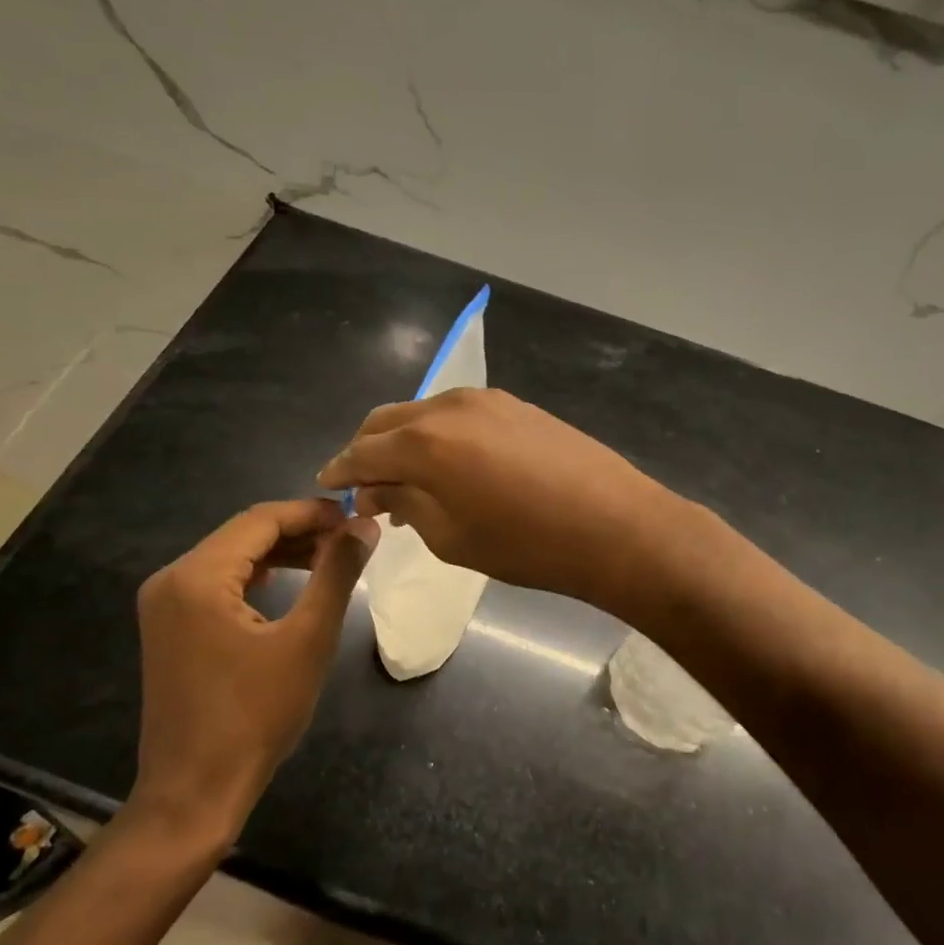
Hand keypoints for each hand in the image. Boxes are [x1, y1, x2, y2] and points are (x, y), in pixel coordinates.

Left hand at [126, 499, 377, 832]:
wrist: (195, 793)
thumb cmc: (255, 717)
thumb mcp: (308, 639)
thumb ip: (337, 573)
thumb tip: (365, 525)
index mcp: (197, 576)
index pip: (261, 520)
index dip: (312, 512)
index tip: (357, 514)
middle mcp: (171, 579)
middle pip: (244, 534)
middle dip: (299, 530)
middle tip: (351, 537)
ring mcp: (165, 604)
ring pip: (232, 557)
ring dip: (281, 552)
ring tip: (331, 556)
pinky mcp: (170, 627)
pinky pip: (218, 583)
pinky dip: (257, 576)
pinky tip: (291, 580)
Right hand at [317, 389, 682, 614]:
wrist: (615, 525)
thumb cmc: (526, 544)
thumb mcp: (451, 536)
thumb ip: (406, 504)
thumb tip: (379, 490)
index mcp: (424, 442)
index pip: (363, 451)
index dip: (341, 470)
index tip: (328, 485)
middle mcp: (448, 406)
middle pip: (387, 421)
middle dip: (367, 451)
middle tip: (366, 486)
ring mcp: (486, 400)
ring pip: (423, 413)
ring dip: (404, 441)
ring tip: (408, 480)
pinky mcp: (515, 404)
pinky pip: (457, 414)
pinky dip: (438, 434)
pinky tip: (449, 464)